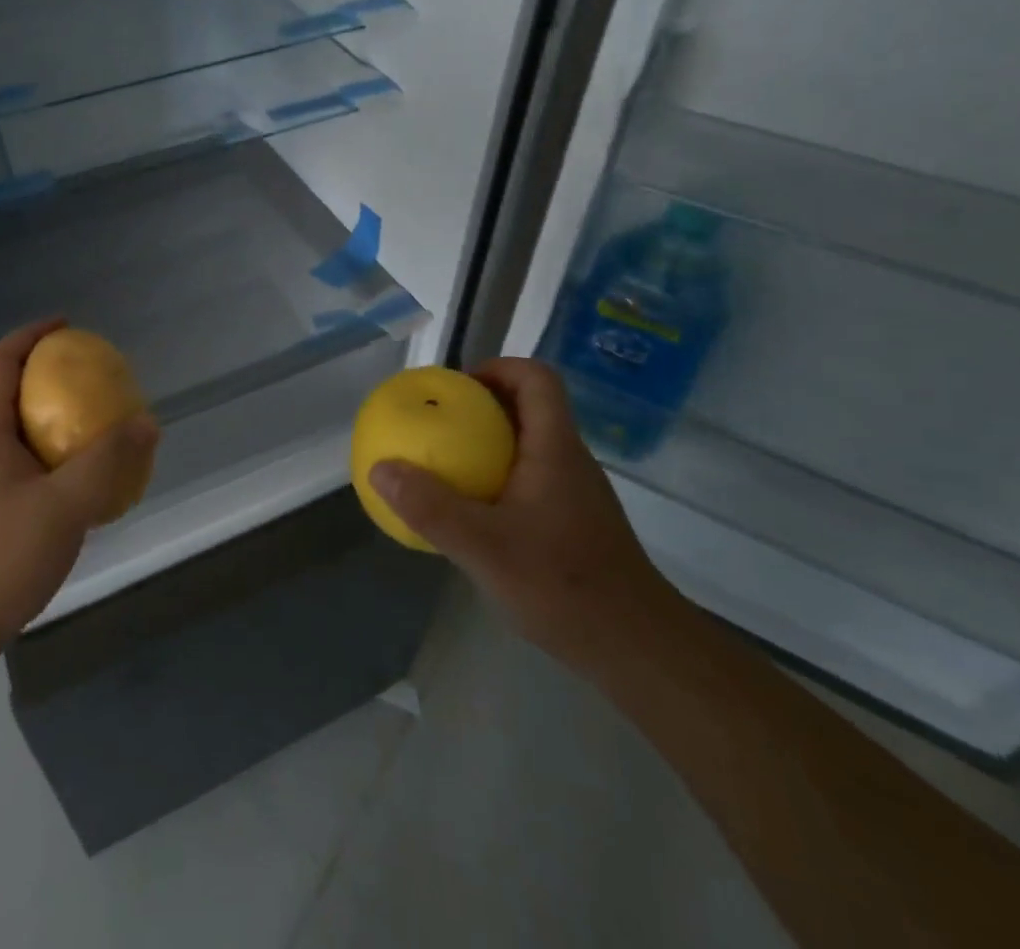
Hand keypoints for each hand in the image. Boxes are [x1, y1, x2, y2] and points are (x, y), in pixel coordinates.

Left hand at [0, 320, 159, 695]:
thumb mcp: (63, 506)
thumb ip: (107, 462)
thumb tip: (146, 423)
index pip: (0, 363)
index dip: (31, 335)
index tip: (68, 326)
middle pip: (11, 392)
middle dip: (51, 377)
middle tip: (96, 379)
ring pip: (21, 431)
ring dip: (57, 420)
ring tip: (99, 426)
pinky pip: (27, 464)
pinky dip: (56, 456)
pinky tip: (85, 481)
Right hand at [368, 358, 687, 678]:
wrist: (639, 652)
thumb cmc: (565, 587)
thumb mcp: (485, 548)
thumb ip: (431, 508)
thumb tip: (381, 469)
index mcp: (555, 448)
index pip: (536, 378)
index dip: (496, 368)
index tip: (456, 388)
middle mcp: (569, 460)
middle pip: (529, 407)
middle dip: (480, 407)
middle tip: (437, 425)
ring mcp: (576, 493)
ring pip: (529, 446)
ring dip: (488, 445)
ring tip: (446, 466)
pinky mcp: (575, 523)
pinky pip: (531, 480)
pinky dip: (498, 480)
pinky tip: (474, 517)